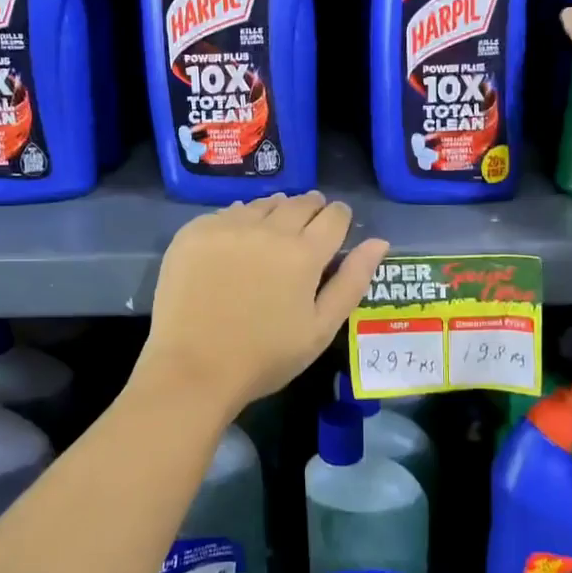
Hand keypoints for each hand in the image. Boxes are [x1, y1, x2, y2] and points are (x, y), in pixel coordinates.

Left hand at [144, 192, 389, 414]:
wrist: (192, 370)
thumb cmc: (265, 357)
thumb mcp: (320, 328)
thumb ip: (352, 281)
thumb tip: (379, 241)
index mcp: (304, 253)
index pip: (334, 216)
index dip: (339, 218)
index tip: (336, 227)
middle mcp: (268, 229)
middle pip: (299, 202)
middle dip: (310, 209)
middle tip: (307, 228)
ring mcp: (228, 226)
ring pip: (263, 204)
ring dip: (275, 211)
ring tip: (273, 232)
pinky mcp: (195, 231)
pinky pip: (227, 213)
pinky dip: (239, 220)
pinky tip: (237, 241)